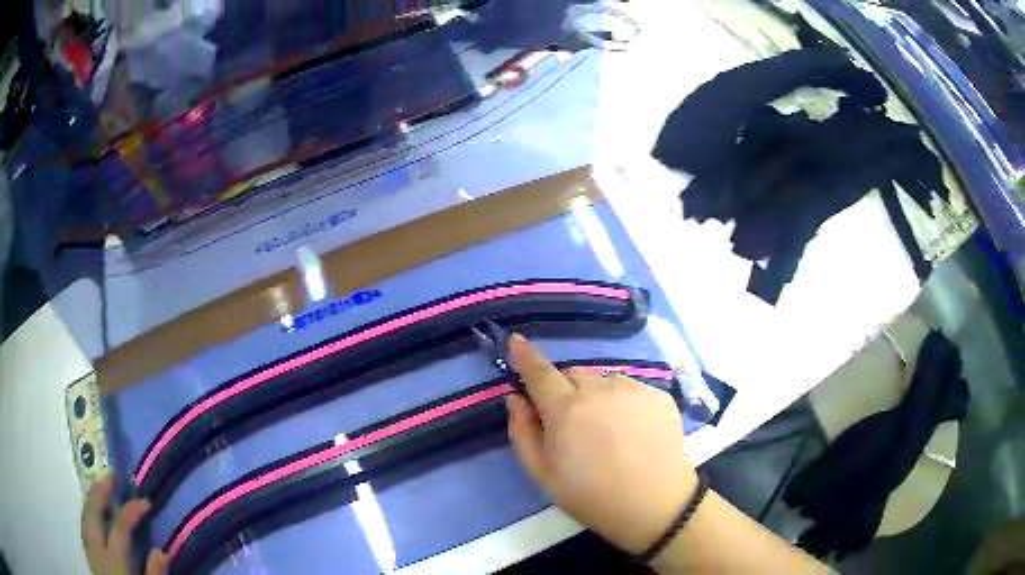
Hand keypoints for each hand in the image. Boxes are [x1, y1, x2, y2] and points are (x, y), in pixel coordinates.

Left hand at [81, 474, 166, 574]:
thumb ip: (153, 573)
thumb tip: (160, 550)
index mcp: (113, 557)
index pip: (120, 526)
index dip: (131, 510)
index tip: (146, 502)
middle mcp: (97, 547)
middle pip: (93, 512)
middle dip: (100, 491)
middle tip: (110, 475)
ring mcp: (89, 550)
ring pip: (85, 517)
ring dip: (92, 501)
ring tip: (99, 490)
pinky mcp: (88, 555)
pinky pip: (85, 528)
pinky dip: (88, 516)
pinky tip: (92, 516)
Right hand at [505, 334, 697, 553]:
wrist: (656, 506)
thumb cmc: (592, 497)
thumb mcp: (543, 475)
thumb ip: (522, 431)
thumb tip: (516, 398)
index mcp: (565, 410)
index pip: (539, 372)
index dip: (525, 355)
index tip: (516, 341)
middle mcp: (599, 389)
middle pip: (572, 375)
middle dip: (564, 390)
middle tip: (571, 423)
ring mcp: (633, 388)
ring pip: (602, 380)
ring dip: (595, 395)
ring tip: (607, 430)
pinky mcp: (658, 394)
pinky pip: (630, 388)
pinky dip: (622, 402)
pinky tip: (631, 431)